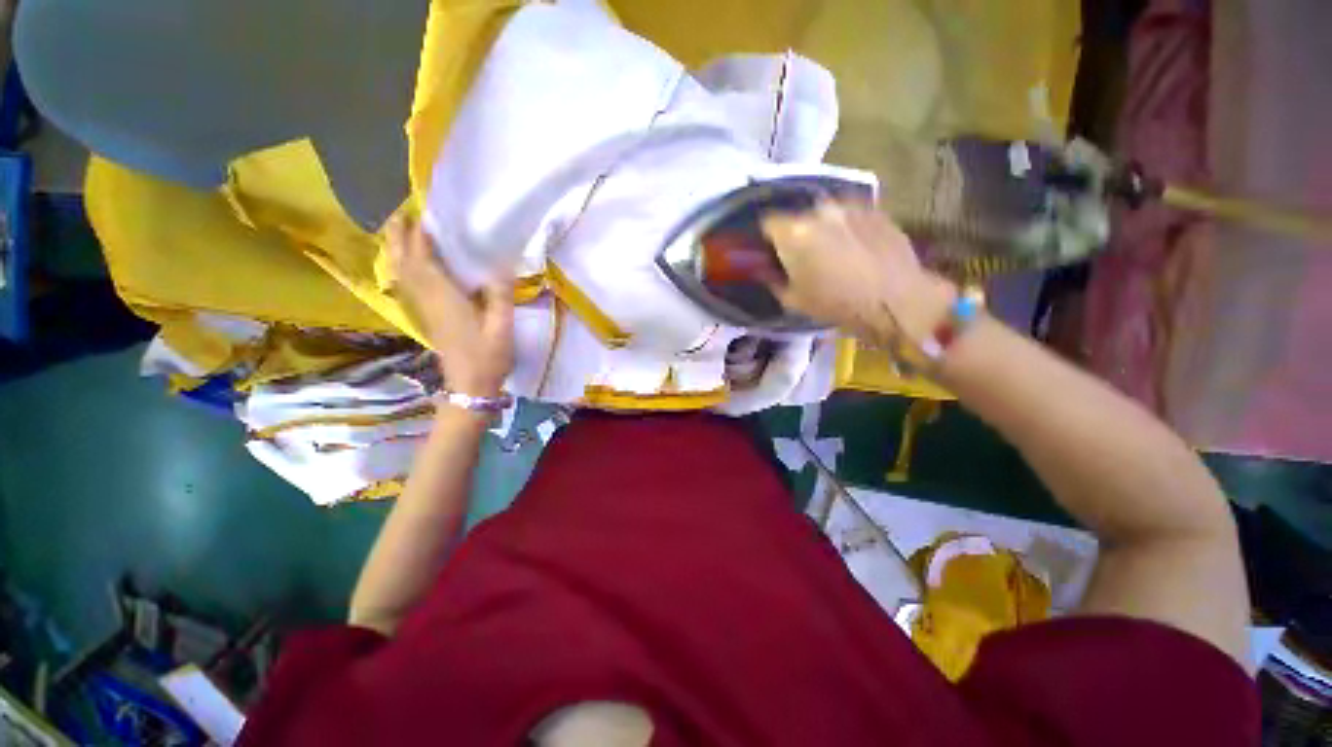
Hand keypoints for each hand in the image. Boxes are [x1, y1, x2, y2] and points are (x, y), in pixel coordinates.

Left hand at [387, 216, 513, 397]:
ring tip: (400, 232)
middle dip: (400, 237)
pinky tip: (408, 266)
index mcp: (445, 299)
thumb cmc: (488, 358)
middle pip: (405, 263)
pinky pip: (407, 286)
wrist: (470, 388)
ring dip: (397, 251)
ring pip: (402, 274)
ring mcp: (424, 310)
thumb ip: (500, 296)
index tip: (422, 210)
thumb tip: (500, 266)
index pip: (425, 259)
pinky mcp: (427, 318)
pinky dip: (403, 269)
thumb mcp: (502, 328)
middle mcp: (428, 301)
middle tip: (401, 213)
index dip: (421, 235)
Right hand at [760, 200, 954, 345]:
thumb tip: (766, 270)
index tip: (773, 253)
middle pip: (798, 218)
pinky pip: (850, 217)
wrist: (895, 300)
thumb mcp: (793, 300)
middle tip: (805, 257)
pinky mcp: (875, 210)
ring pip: (825, 215)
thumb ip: (773, 279)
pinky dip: (847, 229)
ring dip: (823, 230)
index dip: (768, 239)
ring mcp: (850, 207)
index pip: (768, 222)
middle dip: (797, 234)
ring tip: (834, 253)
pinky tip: (857, 250)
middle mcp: (820, 211)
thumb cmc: (836, 304)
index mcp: (794, 233)